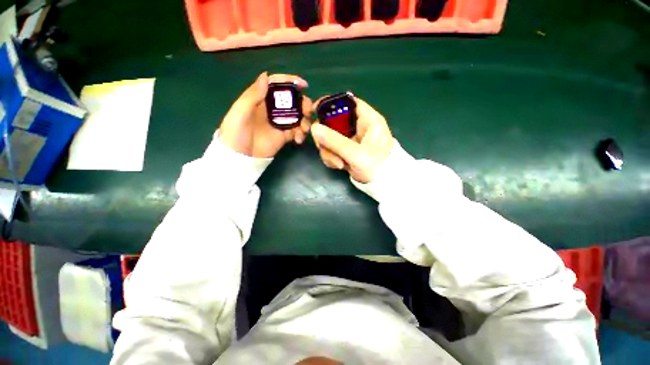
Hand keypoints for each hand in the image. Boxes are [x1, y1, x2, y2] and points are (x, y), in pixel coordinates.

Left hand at [218, 72, 312, 157]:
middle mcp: (272, 110)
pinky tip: (298, 139)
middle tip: (308, 111)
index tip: (304, 85)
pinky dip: (301, 134)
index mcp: (261, 100)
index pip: (277, 86)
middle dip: (303, 104)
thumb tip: (266, 75)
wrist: (239, 158)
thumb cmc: (235, 133)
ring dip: (305, 120)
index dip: (291, 82)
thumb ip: (253, 95)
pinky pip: (297, 132)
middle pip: (292, 101)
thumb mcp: (240, 112)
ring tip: (304, 129)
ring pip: (298, 116)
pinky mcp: (284, 136)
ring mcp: (280, 123)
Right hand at [311, 96, 393, 182]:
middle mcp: (358, 126)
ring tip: (339, 164)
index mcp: (367, 119)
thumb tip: (314, 128)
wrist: (381, 185)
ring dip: (329, 152)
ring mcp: (351, 139)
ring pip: (330, 137)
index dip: (330, 103)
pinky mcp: (346, 150)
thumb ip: (335, 141)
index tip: (314, 111)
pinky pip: (332, 148)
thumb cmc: (376, 167)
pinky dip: (331, 158)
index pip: (348, 102)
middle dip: (326, 138)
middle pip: (333, 121)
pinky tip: (339, 166)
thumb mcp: (356, 154)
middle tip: (324, 148)